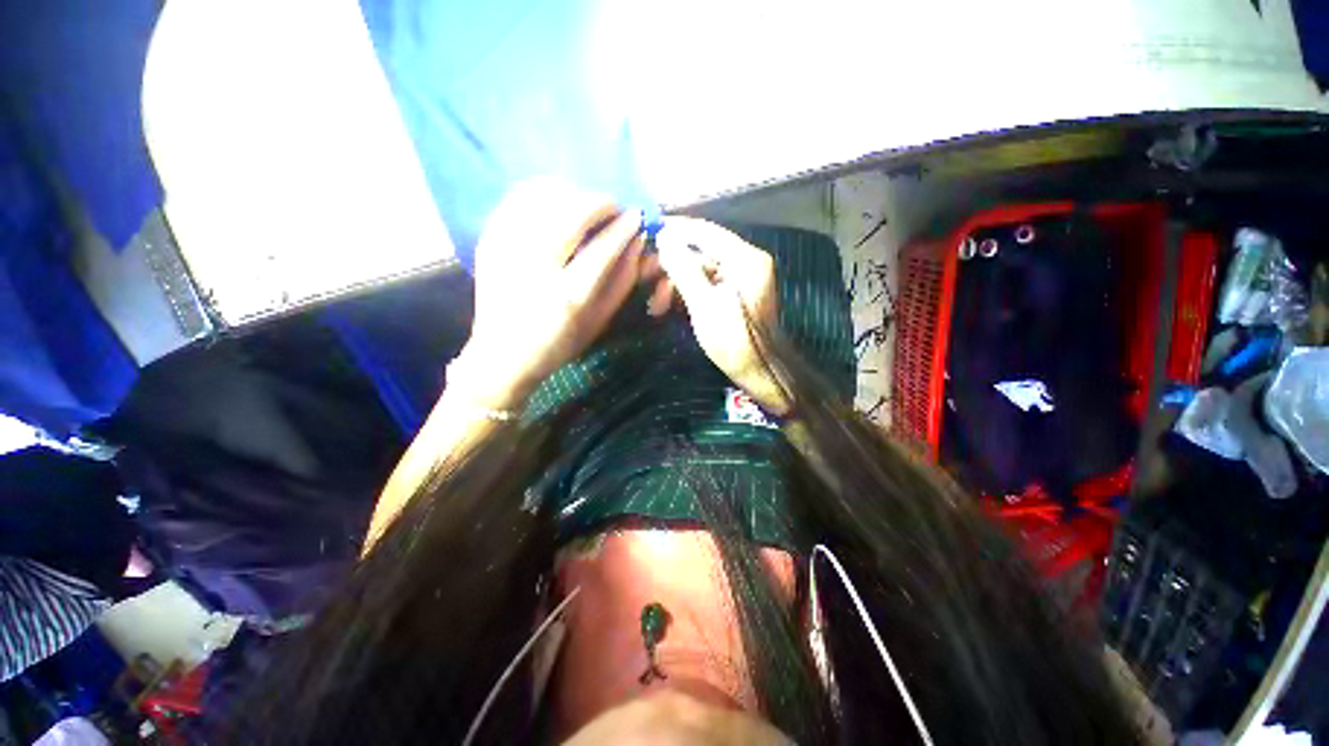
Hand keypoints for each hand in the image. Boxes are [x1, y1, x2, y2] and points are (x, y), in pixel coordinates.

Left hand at [456, 178, 644, 407]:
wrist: (501, 356)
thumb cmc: (558, 344)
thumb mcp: (599, 322)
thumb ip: (622, 282)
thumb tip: (637, 243)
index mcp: (568, 297)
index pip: (602, 249)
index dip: (623, 228)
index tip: (635, 217)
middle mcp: (536, 268)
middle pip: (572, 215)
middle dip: (600, 203)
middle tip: (613, 207)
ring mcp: (507, 251)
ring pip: (543, 199)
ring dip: (573, 192)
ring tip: (587, 202)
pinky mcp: (488, 241)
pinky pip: (517, 199)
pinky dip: (541, 190)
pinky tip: (557, 198)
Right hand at [652, 217, 788, 414]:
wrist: (759, 371)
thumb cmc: (732, 340)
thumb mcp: (704, 304)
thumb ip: (684, 269)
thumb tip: (664, 240)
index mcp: (745, 259)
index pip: (705, 231)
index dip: (675, 229)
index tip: (648, 230)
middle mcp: (747, 261)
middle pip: (702, 251)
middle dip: (672, 265)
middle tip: (645, 276)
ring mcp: (743, 277)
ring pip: (702, 269)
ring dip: (677, 283)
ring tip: (656, 306)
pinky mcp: (737, 292)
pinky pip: (708, 282)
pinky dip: (689, 292)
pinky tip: (669, 307)